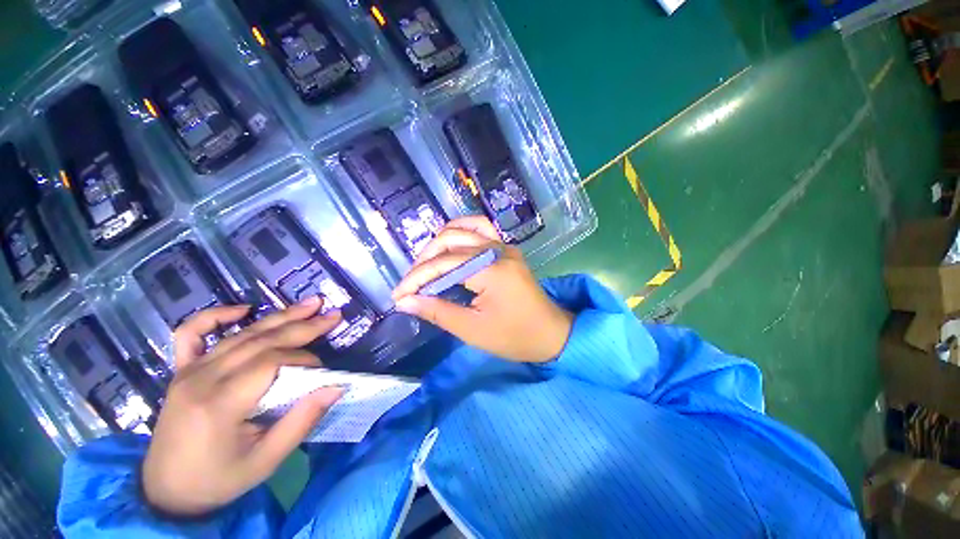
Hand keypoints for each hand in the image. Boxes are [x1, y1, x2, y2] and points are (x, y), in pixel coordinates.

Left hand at [141, 298, 344, 516]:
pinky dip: (215, 316)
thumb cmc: (219, 480)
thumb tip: (336, 386)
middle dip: (302, 325)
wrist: (166, 492)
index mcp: (219, 404)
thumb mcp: (266, 461)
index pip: (271, 363)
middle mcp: (201, 379)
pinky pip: (191, 334)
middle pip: (260, 341)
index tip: (323, 370)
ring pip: (240, 334)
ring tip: (311, 304)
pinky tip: (242, 309)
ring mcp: (188, 371)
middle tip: (333, 314)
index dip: (303, 359)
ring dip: (279, 317)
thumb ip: (302, 421)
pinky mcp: (181, 371)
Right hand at [392, 216, 572, 362]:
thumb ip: (438, 312)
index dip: (417, 278)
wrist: (552, 333)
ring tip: (426, 266)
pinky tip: (449, 245)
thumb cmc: (515, 337)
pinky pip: (481, 230)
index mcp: (491, 270)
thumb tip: (405, 302)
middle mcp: (498, 250)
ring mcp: (505, 246)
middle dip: (425, 261)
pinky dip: (460, 233)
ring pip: (463, 230)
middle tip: (412, 284)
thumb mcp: (473, 330)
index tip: (398, 295)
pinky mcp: (507, 249)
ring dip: (439, 244)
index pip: (443, 264)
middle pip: (450, 242)